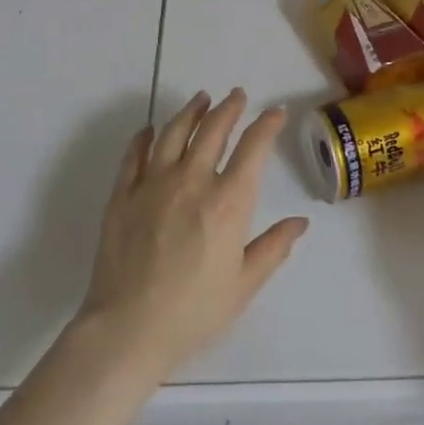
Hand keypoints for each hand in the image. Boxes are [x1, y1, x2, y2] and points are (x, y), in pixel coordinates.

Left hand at [76, 89, 306, 381]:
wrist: (128, 328)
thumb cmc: (194, 311)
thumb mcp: (244, 284)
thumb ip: (274, 247)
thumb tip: (300, 222)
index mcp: (228, 202)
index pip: (253, 148)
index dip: (267, 125)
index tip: (275, 112)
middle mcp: (192, 181)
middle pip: (213, 130)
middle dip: (229, 108)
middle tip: (237, 96)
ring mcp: (153, 184)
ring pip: (174, 133)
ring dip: (191, 111)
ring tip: (201, 99)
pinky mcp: (122, 195)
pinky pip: (134, 155)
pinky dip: (145, 137)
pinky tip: (150, 130)